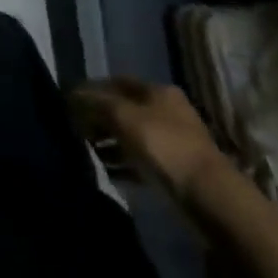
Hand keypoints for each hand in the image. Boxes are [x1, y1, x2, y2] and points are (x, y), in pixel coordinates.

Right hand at [70, 76, 225, 202]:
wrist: (208, 196)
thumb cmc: (164, 146)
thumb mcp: (123, 117)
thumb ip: (95, 102)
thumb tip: (71, 94)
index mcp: (158, 91)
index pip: (117, 81)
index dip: (92, 89)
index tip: (69, 101)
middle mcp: (167, 110)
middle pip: (124, 108)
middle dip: (98, 117)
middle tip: (76, 128)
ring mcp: (173, 141)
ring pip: (131, 135)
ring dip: (109, 141)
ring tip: (87, 150)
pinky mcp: (174, 169)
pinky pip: (140, 160)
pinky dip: (122, 162)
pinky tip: (107, 171)